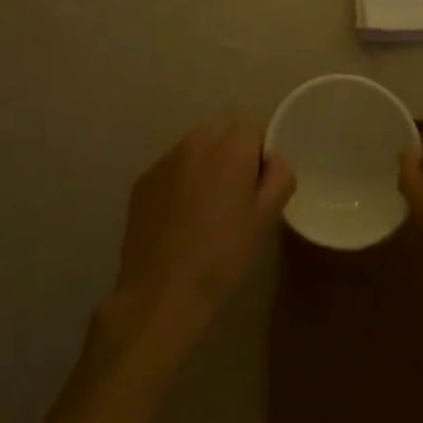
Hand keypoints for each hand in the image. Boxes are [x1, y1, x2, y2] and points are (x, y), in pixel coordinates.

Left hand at [95, 119, 294, 370]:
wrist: (161, 292)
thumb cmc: (222, 255)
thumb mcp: (265, 219)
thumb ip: (279, 177)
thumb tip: (272, 161)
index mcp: (231, 146)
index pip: (254, 130)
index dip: (260, 156)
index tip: (257, 187)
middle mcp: (196, 140)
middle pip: (223, 131)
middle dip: (232, 154)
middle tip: (234, 196)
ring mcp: (165, 159)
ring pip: (195, 147)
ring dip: (205, 164)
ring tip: (205, 208)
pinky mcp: (143, 179)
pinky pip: (171, 168)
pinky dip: (179, 181)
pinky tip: (179, 219)